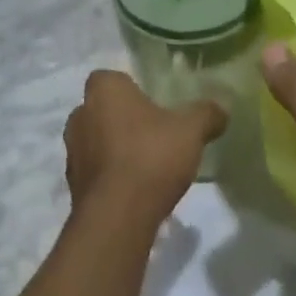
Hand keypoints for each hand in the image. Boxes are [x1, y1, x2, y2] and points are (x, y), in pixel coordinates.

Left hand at [63, 70, 224, 231]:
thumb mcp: (191, 130)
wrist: (118, 218)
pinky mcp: (73, 187)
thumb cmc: (151, 156)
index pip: (112, 78)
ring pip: (96, 142)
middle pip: (102, 110)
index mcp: (104, 90)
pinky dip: (111, 177)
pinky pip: (95, 173)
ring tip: (147, 165)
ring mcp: (72, 153)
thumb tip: (222, 108)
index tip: (153, 103)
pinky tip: (136, 190)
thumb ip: (207, 114)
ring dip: (114, 149)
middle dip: (123, 119)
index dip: (131, 89)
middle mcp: (80, 115)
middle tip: (153, 133)